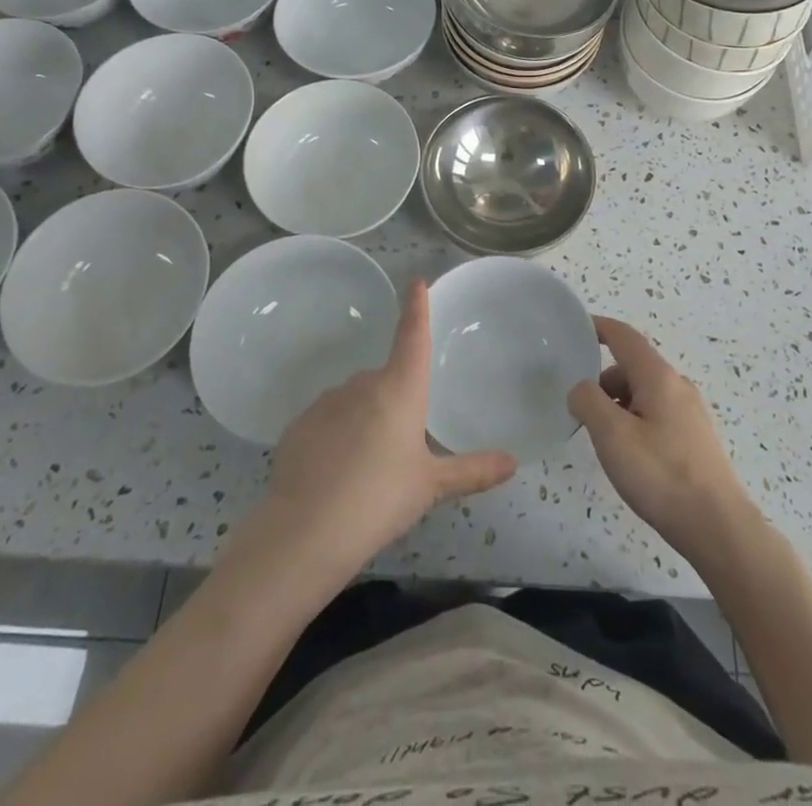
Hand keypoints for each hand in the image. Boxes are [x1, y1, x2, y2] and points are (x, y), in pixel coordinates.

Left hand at [261, 279, 516, 575]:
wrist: (306, 530)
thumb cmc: (380, 499)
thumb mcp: (431, 486)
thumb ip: (472, 470)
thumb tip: (513, 462)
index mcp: (400, 388)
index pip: (412, 335)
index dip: (417, 307)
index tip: (416, 281)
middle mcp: (363, 384)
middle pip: (385, 381)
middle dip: (394, 404)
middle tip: (400, 450)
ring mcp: (327, 402)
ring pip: (355, 402)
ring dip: (364, 421)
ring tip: (366, 470)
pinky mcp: (299, 425)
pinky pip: (326, 423)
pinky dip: (335, 438)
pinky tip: (335, 475)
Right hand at [569, 316, 757, 566]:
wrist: (717, 527)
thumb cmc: (660, 474)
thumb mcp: (612, 435)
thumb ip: (588, 401)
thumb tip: (580, 388)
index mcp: (658, 376)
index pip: (624, 336)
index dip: (598, 328)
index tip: (575, 329)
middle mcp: (678, 386)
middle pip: (633, 366)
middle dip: (603, 379)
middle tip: (580, 407)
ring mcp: (690, 413)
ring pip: (645, 393)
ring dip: (618, 403)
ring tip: (602, 438)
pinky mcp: (695, 439)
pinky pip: (656, 414)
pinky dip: (634, 420)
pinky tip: (629, 455)